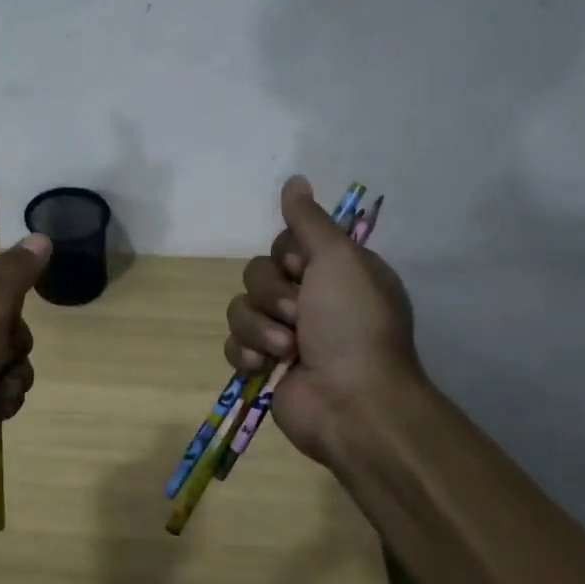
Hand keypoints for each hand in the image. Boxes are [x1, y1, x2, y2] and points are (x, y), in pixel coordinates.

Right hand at [224, 176, 422, 467]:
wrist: (351, 403)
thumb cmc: (351, 326)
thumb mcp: (338, 260)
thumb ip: (309, 221)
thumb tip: (295, 180)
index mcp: (334, 272)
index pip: (284, 244)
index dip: (286, 257)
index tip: (303, 270)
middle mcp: (310, 299)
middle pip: (257, 273)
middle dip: (272, 296)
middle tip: (299, 316)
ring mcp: (285, 334)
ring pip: (240, 308)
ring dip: (260, 328)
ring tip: (287, 351)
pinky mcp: (264, 365)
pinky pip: (233, 343)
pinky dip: (246, 354)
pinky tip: (265, 368)